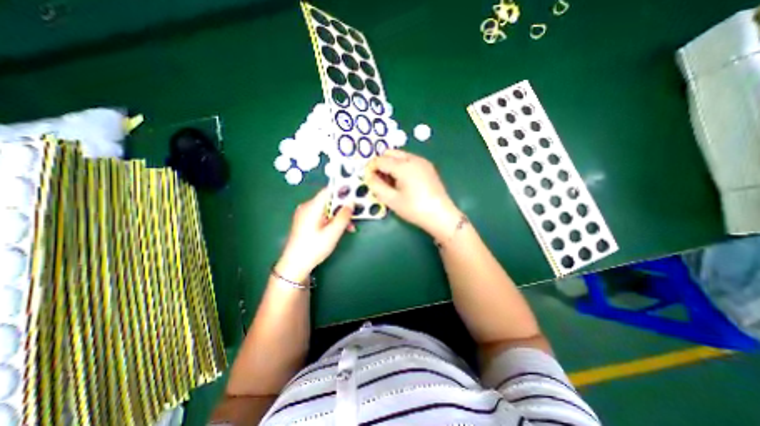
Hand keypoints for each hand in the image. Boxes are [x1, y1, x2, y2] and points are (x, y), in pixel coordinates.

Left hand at [277, 188, 353, 281]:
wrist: (294, 265)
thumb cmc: (314, 248)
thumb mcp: (333, 233)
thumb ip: (343, 216)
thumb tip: (351, 203)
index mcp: (312, 206)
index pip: (328, 190)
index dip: (342, 190)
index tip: (355, 193)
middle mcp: (307, 207)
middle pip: (328, 200)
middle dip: (343, 207)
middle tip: (355, 214)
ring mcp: (305, 214)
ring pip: (326, 209)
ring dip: (339, 216)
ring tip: (350, 227)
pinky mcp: (305, 222)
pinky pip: (321, 215)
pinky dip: (331, 220)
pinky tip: (339, 229)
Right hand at [365, 150, 459, 239]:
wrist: (441, 215)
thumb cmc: (414, 209)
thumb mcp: (391, 200)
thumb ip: (376, 186)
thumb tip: (368, 176)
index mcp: (403, 166)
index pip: (380, 160)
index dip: (371, 168)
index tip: (368, 179)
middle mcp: (413, 159)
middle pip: (390, 153)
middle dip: (381, 163)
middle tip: (379, 180)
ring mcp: (422, 162)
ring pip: (400, 155)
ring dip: (391, 164)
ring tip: (391, 182)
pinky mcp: (428, 167)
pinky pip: (409, 160)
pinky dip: (401, 166)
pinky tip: (402, 181)